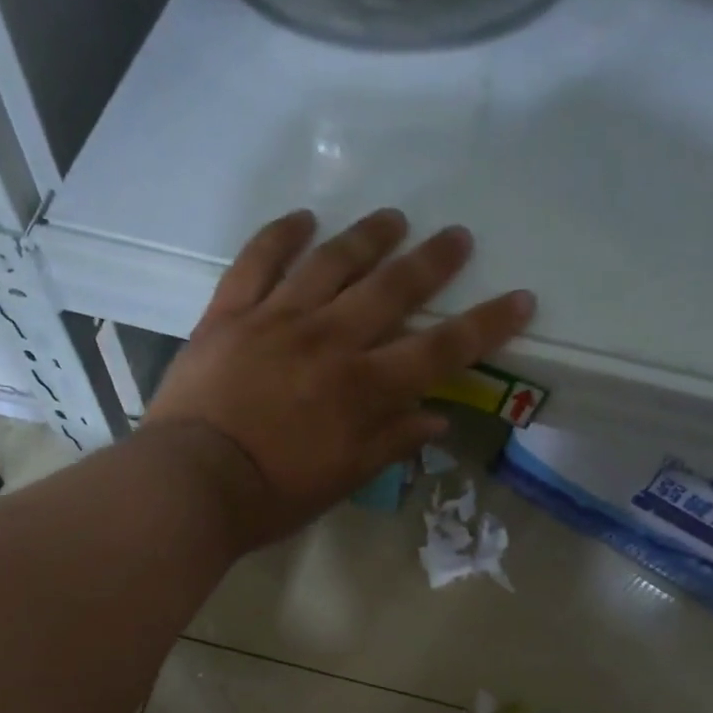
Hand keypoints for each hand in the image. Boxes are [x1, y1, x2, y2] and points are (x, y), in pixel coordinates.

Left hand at [142, 208, 535, 542]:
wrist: (192, 483)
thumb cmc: (274, 494)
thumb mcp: (343, 479)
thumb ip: (391, 443)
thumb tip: (437, 419)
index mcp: (363, 389)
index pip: (440, 350)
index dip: (485, 324)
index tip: (519, 298)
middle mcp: (330, 341)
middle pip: (392, 289)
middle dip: (431, 261)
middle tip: (456, 236)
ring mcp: (277, 320)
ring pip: (331, 262)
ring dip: (367, 236)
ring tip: (393, 218)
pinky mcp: (230, 313)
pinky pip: (258, 261)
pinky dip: (281, 235)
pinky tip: (303, 218)